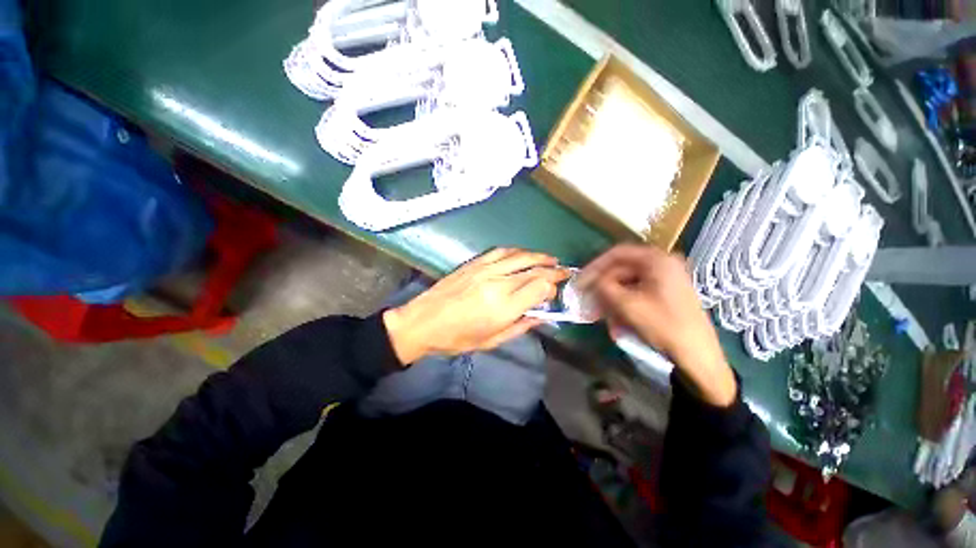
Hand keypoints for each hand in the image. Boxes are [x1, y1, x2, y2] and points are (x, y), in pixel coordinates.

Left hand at [383, 248, 568, 364]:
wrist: (423, 322)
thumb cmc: (457, 338)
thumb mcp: (491, 341)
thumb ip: (520, 326)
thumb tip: (541, 315)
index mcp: (504, 306)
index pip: (540, 287)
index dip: (552, 288)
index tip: (554, 293)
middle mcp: (498, 283)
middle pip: (534, 269)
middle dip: (553, 269)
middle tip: (564, 271)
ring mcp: (485, 269)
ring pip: (520, 256)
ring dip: (538, 256)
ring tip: (550, 259)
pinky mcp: (474, 263)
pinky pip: (501, 251)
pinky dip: (517, 251)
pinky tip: (523, 254)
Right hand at [578, 244, 735, 406]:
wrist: (698, 355)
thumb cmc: (664, 325)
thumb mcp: (627, 304)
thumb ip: (604, 287)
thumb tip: (591, 281)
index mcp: (657, 260)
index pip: (618, 253)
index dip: (595, 266)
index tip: (582, 280)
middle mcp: (662, 264)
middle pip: (622, 269)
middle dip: (603, 287)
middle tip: (588, 300)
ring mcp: (666, 280)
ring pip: (628, 284)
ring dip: (611, 299)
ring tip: (601, 316)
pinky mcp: (666, 294)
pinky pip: (637, 294)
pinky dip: (623, 305)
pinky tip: (616, 322)